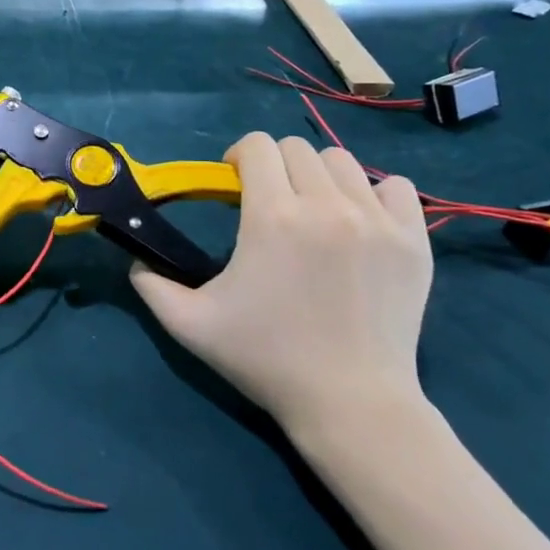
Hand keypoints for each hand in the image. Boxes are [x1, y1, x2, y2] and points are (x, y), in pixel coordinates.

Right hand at [129, 132, 431, 440]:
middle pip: (296, 149)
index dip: (238, 157)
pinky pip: (396, 188)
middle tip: (268, 201)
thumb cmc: (265, 359)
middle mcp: (327, 206)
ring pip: (342, 162)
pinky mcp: (413, 242)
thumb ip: (152, 285)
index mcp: (272, 217)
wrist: (350, 403)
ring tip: (312, 211)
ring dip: (318, 176)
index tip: (233, 184)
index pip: (256, 146)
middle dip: (274, 165)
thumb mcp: (189, 324)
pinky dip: (373, 194)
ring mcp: (377, 222)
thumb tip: (137, 260)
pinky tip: (357, 222)